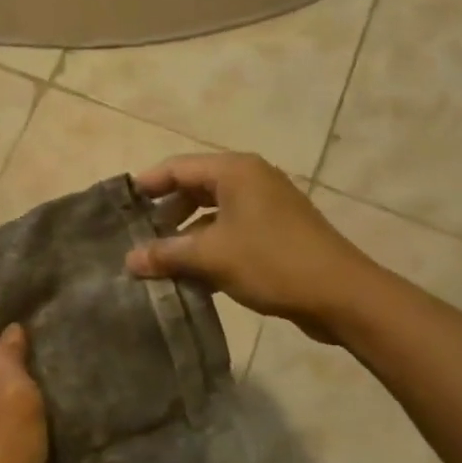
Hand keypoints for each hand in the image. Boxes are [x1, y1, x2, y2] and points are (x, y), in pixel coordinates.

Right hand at [126, 153, 380, 338]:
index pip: (177, 167)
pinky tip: (191, 271)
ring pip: (212, 211)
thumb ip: (166, 254)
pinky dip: (208, 244)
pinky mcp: (276, 230)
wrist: (342, 295)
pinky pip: (231, 229)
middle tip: (136, 234)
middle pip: (194, 187)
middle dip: (165, 211)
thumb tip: (128, 260)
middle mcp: (250, 179)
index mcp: (234, 171)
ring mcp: (266, 205)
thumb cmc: (271, 262)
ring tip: (159, 257)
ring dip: (185, 232)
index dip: (146, 185)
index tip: (120, 206)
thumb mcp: (211, 257)